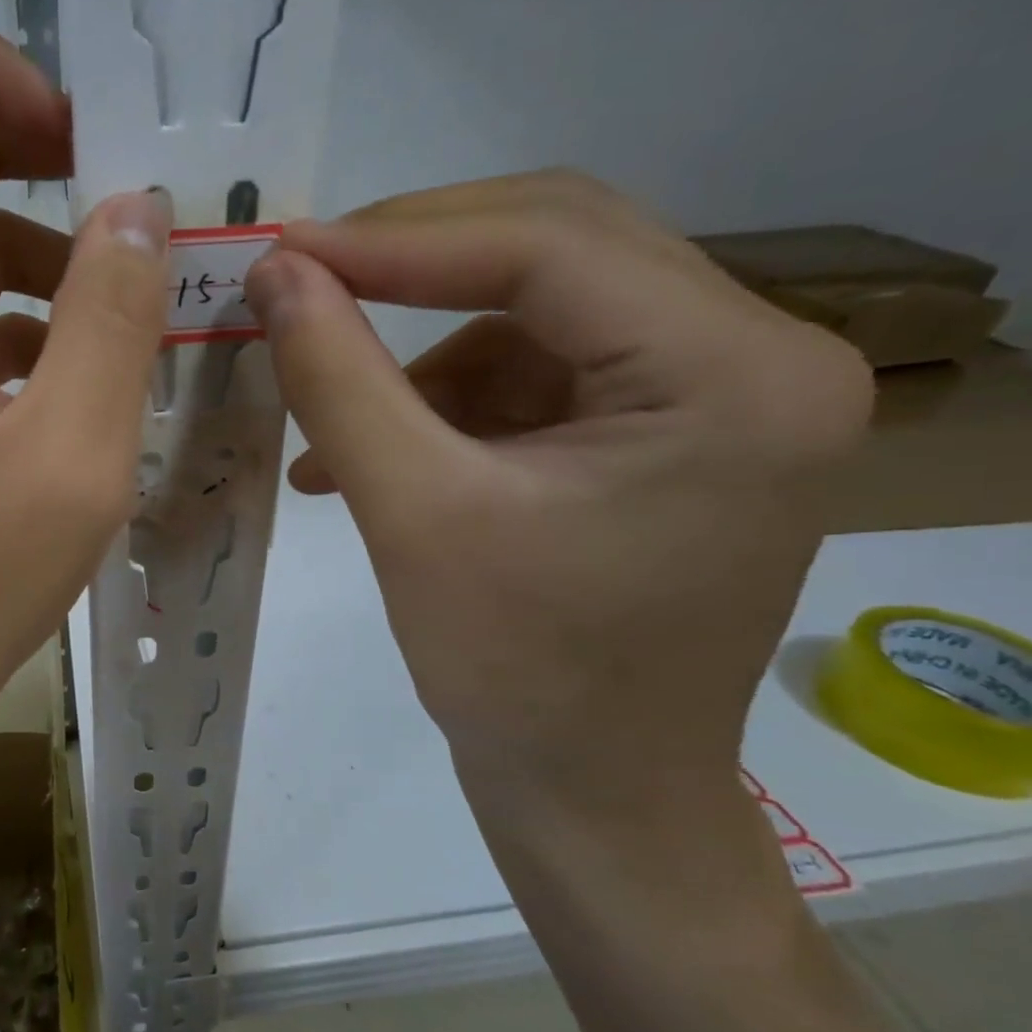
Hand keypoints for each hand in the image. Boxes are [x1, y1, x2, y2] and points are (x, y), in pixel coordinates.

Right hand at [245, 172, 872, 798]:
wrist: (590, 792)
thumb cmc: (515, 672)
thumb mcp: (411, 513)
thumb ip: (337, 380)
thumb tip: (274, 276)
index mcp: (735, 374)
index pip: (551, 246)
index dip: (398, 239)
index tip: (283, 254)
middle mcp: (757, 358)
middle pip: (559, 251)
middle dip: (411, 265)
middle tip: (300, 284)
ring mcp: (714, 394)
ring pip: (535, 312)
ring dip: (418, 355)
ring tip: (331, 423)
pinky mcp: (662, 430)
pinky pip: (535, 372)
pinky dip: (443, 400)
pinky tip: (372, 455)